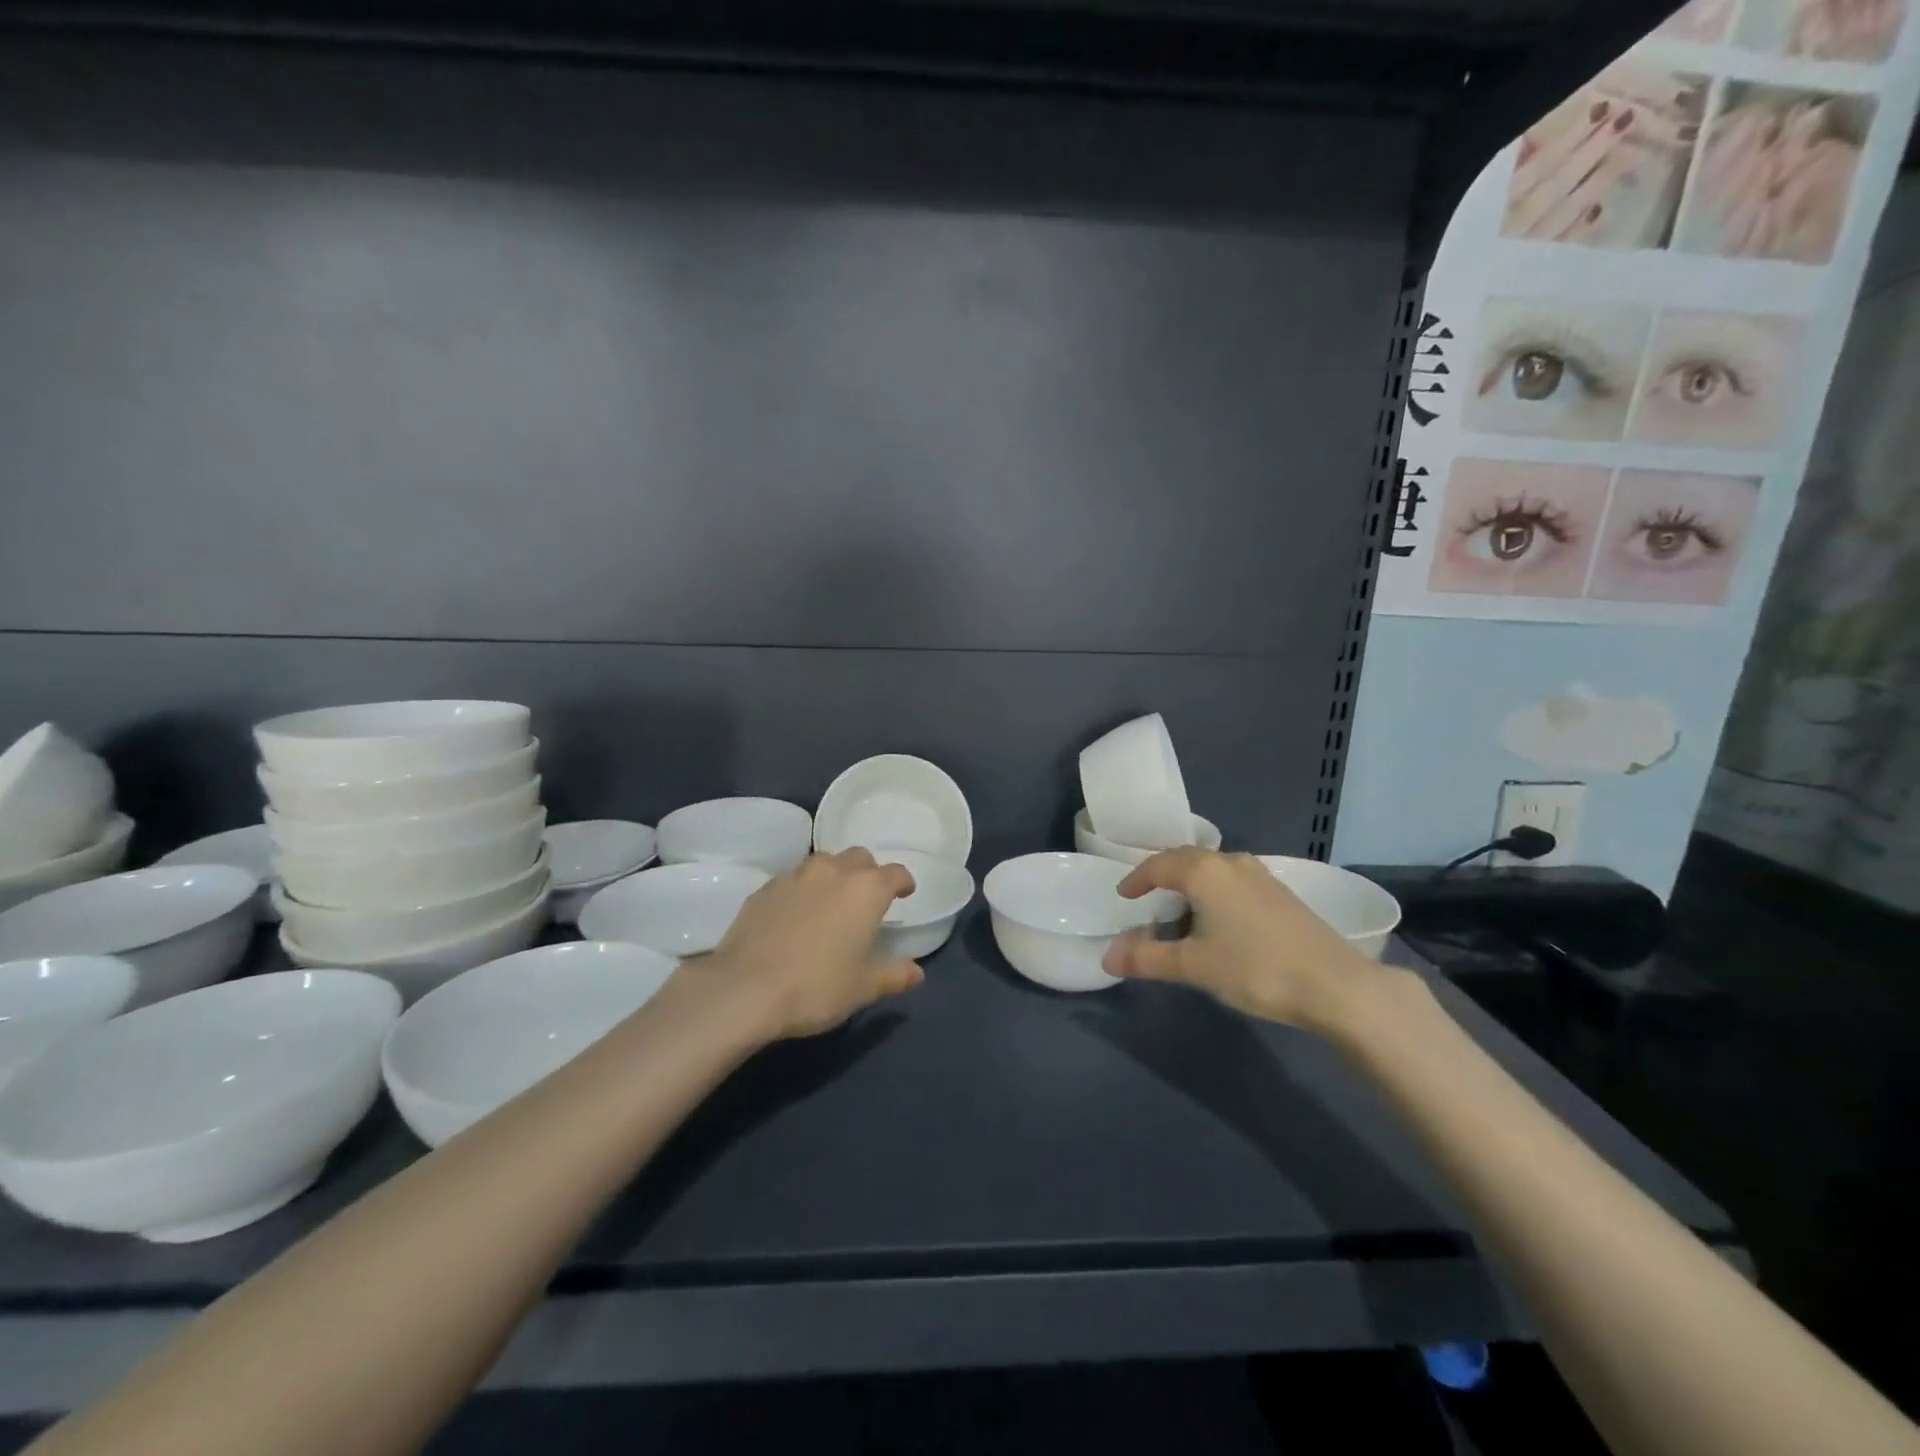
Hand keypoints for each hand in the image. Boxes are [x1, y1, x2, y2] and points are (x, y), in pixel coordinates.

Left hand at [704, 849, 924, 1040]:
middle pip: (859, 857)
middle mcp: (833, 872)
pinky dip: (802, 891)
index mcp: (866, 890)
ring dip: (833, 876)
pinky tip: (795, 916)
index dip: (903, 882)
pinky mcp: (764, 888)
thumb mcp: (863, 988)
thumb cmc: (816, 986)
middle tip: (866, 899)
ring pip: (823, 863)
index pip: (895, 873)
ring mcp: (795, 876)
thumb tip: (916, 971)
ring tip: (829, 904)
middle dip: (867, 873)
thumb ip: (894, 975)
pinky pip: (792, 880)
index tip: (905, 893)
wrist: (744, 989)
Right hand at [1101, 849, 1387, 1034]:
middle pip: (1185, 860)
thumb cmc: (1254, 968)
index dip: (1136, 880)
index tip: (1124, 897)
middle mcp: (1230, 862)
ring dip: (1190, 885)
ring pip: (1212, 870)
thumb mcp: (1193, 966)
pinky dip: (1214, 893)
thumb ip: (1147, 958)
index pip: (1157, 865)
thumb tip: (1108, 958)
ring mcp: (1260, 875)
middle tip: (1147, 902)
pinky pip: (1233, 881)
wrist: (1335, 984)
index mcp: (1203, 871)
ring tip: (1180, 913)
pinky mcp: (1281, 892)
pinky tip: (1219, 921)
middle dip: (1162, 878)